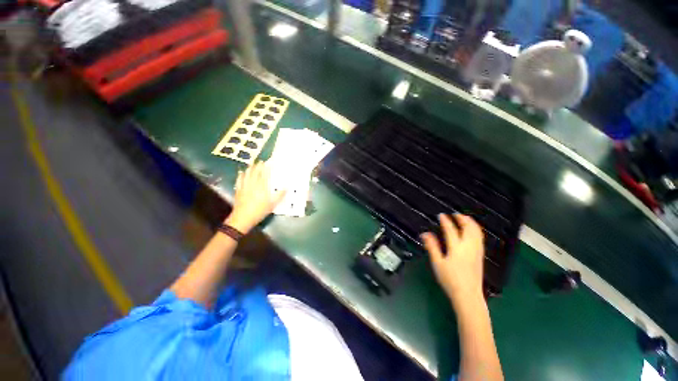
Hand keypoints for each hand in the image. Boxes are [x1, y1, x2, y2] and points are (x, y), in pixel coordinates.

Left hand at [225, 162, 284, 233]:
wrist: (243, 218)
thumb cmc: (260, 211)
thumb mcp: (273, 204)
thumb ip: (280, 195)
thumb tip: (287, 188)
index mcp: (262, 187)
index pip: (264, 175)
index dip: (266, 168)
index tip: (268, 163)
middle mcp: (253, 184)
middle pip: (255, 173)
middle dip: (258, 166)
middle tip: (260, 161)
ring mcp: (244, 187)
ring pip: (247, 175)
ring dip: (250, 169)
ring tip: (252, 164)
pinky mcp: (238, 191)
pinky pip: (239, 180)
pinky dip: (240, 176)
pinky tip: (241, 173)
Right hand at [421, 214, 484, 307]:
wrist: (468, 295)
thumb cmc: (450, 279)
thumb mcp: (437, 263)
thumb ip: (432, 246)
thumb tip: (425, 234)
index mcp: (456, 248)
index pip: (451, 230)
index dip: (445, 221)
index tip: (441, 215)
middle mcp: (468, 247)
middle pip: (468, 228)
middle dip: (462, 219)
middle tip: (456, 214)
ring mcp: (476, 251)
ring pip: (476, 232)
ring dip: (471, 223)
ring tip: (465, 218)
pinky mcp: (480, 255)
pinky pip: (480, 238)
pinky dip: (476, 230)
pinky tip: (472, 231)